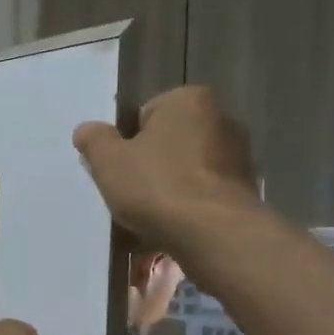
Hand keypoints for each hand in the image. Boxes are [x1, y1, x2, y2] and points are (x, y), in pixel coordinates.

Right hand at [72, 87, 262, 272]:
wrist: (214, 234)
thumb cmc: (157, 186)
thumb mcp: (108, 161)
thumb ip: (94, 140)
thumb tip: (86, 130)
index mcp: (188, 100)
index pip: (144, 115)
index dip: (125, 143)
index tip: (119, 170)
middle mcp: (221, 118)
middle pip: (168, 141)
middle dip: (149, 164)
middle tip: (131, 193)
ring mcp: (239, 155)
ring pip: (187, 168)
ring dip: (170, 186)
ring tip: (151, 215)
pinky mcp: (247, 188)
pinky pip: (205, 192)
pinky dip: (190, 205)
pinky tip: (175, 226)